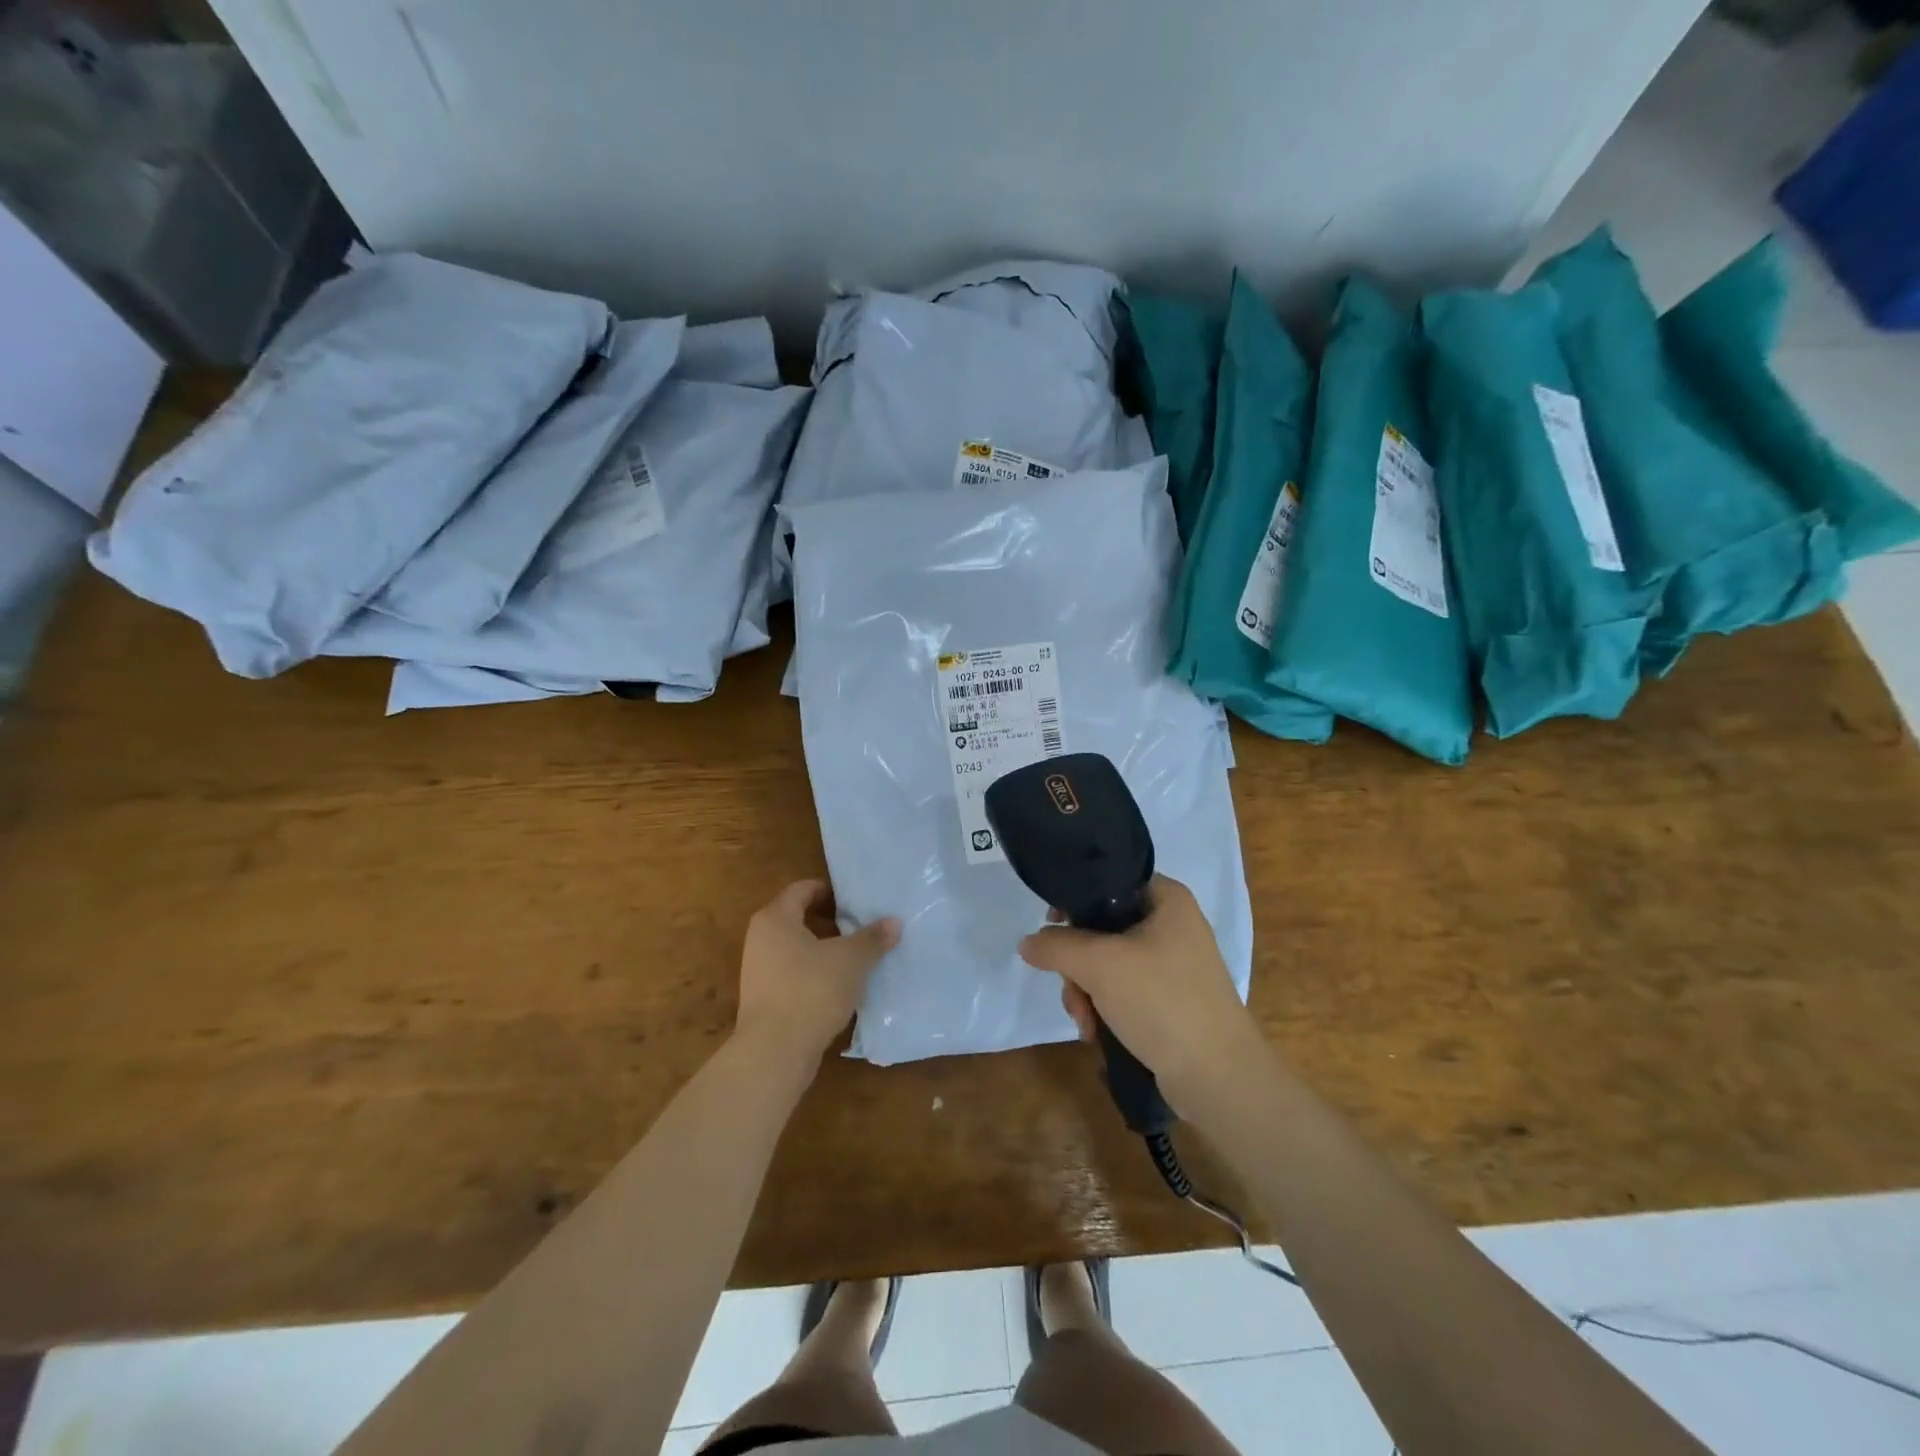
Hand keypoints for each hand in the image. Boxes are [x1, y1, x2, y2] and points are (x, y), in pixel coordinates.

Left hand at [735, 881, 899, 1068]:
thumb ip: (872, 938)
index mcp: (775, 919)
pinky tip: (842, 986)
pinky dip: (817, 974)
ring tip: (858, 957)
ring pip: (798, 949)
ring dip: (826, 949)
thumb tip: (894, 922)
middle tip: (863, 926)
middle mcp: (761, 939)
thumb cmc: (811, 990)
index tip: (857, 900)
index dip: (831, 890)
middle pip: (799, 918)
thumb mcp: (851, 960)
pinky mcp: (765, 999)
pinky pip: (795, 974)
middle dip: (832, 921)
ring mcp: (760, 971)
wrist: (774, 1053)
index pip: (803, 889)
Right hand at [1018, 875, 1261, 1109]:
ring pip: (1108, 964)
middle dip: (1078, 965)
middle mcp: (1173, 925)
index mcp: (1167, 899)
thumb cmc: (1161, 1000)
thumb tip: (1027, 943)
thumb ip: (1056, 946)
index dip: (1075, 901)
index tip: (1051, 925)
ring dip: (1086, 992)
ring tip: (1085, 1022)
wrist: (1218, 1076)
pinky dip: (1105, 1008)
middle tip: (1071, 990)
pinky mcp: (1170, 1000)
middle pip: (1103, 928)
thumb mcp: (1099, 965)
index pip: (1109, 882)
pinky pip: (1124, 991)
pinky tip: (1096, 1033)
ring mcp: (1173, 965)